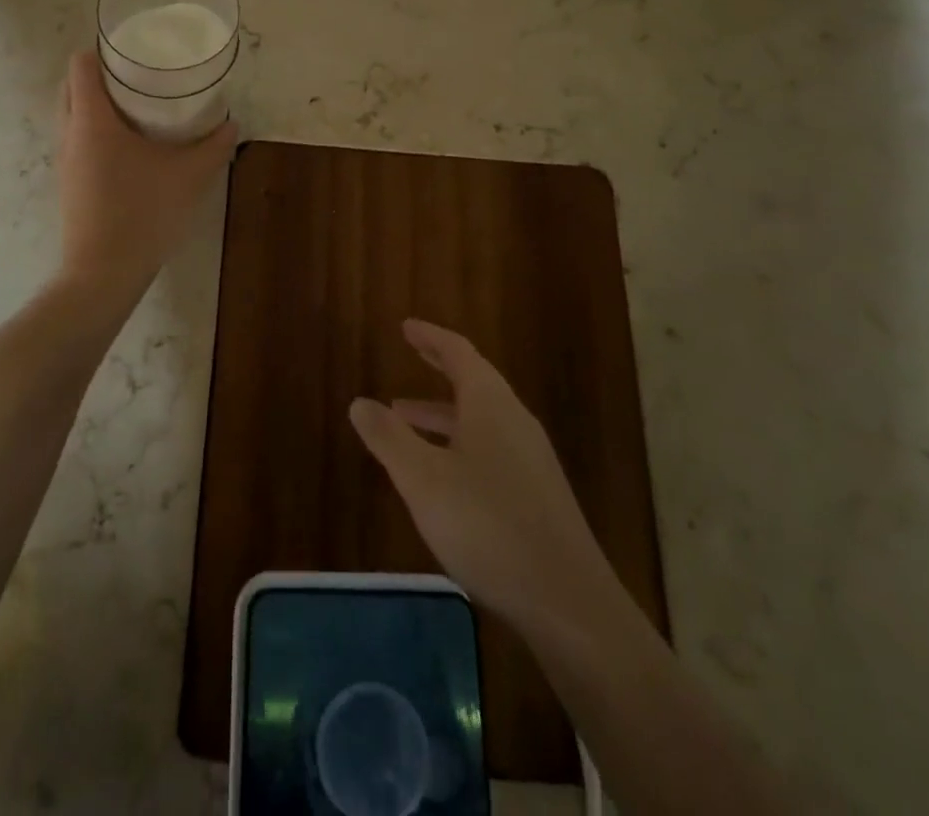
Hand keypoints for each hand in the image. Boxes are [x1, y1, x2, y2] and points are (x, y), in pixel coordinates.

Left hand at [55, 50, 237, 297]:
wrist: (103, 272)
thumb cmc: (143, 212)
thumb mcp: (189, 176)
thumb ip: (214, 147)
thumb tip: (232, 124)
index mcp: (91, 119)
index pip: (80, 64)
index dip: (102, 49)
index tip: (132, 50)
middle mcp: (69, 133)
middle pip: (72, 86)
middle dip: (100, 74)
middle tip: (138, 75)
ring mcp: (65, 160)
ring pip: (71, 114)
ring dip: (96, 103)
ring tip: (136, 106)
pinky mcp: (69, 182)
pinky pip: (76, 140)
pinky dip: (95, 130)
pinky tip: (128, 146)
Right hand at [350, 320, 618, 633]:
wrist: (568, 602)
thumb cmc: (487, 525)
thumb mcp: (423, 479)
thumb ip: (388, 438)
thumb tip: (359, 402)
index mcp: (490, 404)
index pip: (459, 353)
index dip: (431, 337)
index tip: (407, 327)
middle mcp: (514, 421)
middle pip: (474, 381)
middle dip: (440, 367)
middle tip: (413, 353)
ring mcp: (531, 459)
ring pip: (481, 419)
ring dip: (443, 412)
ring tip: (405, 419)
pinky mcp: (538, 494)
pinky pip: (491, 447)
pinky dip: (459, 442)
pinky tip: (442, 473)